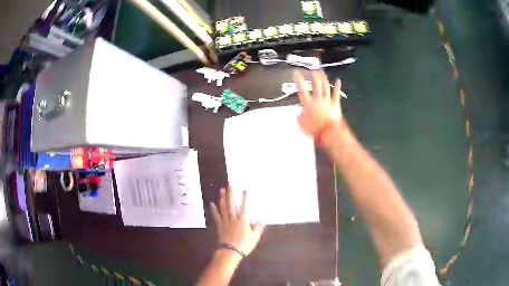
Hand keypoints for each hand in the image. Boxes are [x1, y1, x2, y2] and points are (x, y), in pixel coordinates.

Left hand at [210, 187, 263, 256]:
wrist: (230, 252)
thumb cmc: (244, 245)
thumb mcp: (254, 237)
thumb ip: (258, 228)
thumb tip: (260, 220)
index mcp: (243, 221)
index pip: (244, 207)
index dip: (244, 198)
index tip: (244, 189)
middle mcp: (233, 218)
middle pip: (231, 204)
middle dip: (230, 193)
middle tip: (229, 184)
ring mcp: (225, 221)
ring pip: (223, 207)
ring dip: (222, 198)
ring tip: (221, 190)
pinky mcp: (219, 225)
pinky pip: (216, 216)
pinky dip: (214, 209)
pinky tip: (211, 203)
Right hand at [294, 71, 342, 136]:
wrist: (328, 132)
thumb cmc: (314, 129)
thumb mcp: (302, 125)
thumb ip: (300, 118)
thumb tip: (298, 114)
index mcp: (308, 104)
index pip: (302, 90)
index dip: (299, 81)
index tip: (297, 73)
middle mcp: (318, 100)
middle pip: (316, 86)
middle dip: (315, 77)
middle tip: (314, 70)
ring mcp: (327, 102)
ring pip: (325, 88)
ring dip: (324, 80)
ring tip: (322, 73)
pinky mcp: (335, 105)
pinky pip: (336, 94)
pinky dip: (337, 87)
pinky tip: (338, 81)